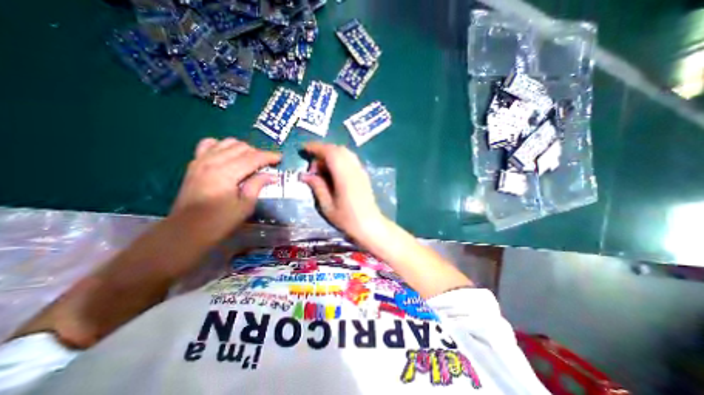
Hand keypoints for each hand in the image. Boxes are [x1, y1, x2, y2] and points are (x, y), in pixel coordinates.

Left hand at [169, 139, 280, 241]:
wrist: (186, 231)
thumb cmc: (219, 222)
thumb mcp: (245, 206)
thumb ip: (257, 186)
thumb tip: (271, 176)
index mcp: (226, 173)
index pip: (253, 158)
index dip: (269, 156)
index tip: (280, 158)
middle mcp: (212, 161)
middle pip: (241, 147)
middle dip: (258, 153)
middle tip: (267, 164)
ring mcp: (200, 161)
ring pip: (227, 142)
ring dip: (243, 148)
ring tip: (251, 160)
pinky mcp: (194, 164)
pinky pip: (209, 145)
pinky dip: (223, 146)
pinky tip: (229, 155)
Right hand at [298, 143, 381, 239]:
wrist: (370, 226)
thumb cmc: (347, 219)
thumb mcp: (327, 206)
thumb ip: (317, 186)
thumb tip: (304, 175)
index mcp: (344, 175)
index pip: (330, 152)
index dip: (316, 147)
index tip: (304, 149)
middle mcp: (354, 169)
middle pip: (338, 149)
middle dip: (322, 152)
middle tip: (312, 167)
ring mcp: (361, 171)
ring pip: (345, 153)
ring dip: (331, 155)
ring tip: (321, 170)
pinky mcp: (364, 175)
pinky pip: (350, 159)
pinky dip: (339, 160)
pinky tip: (333, 173)